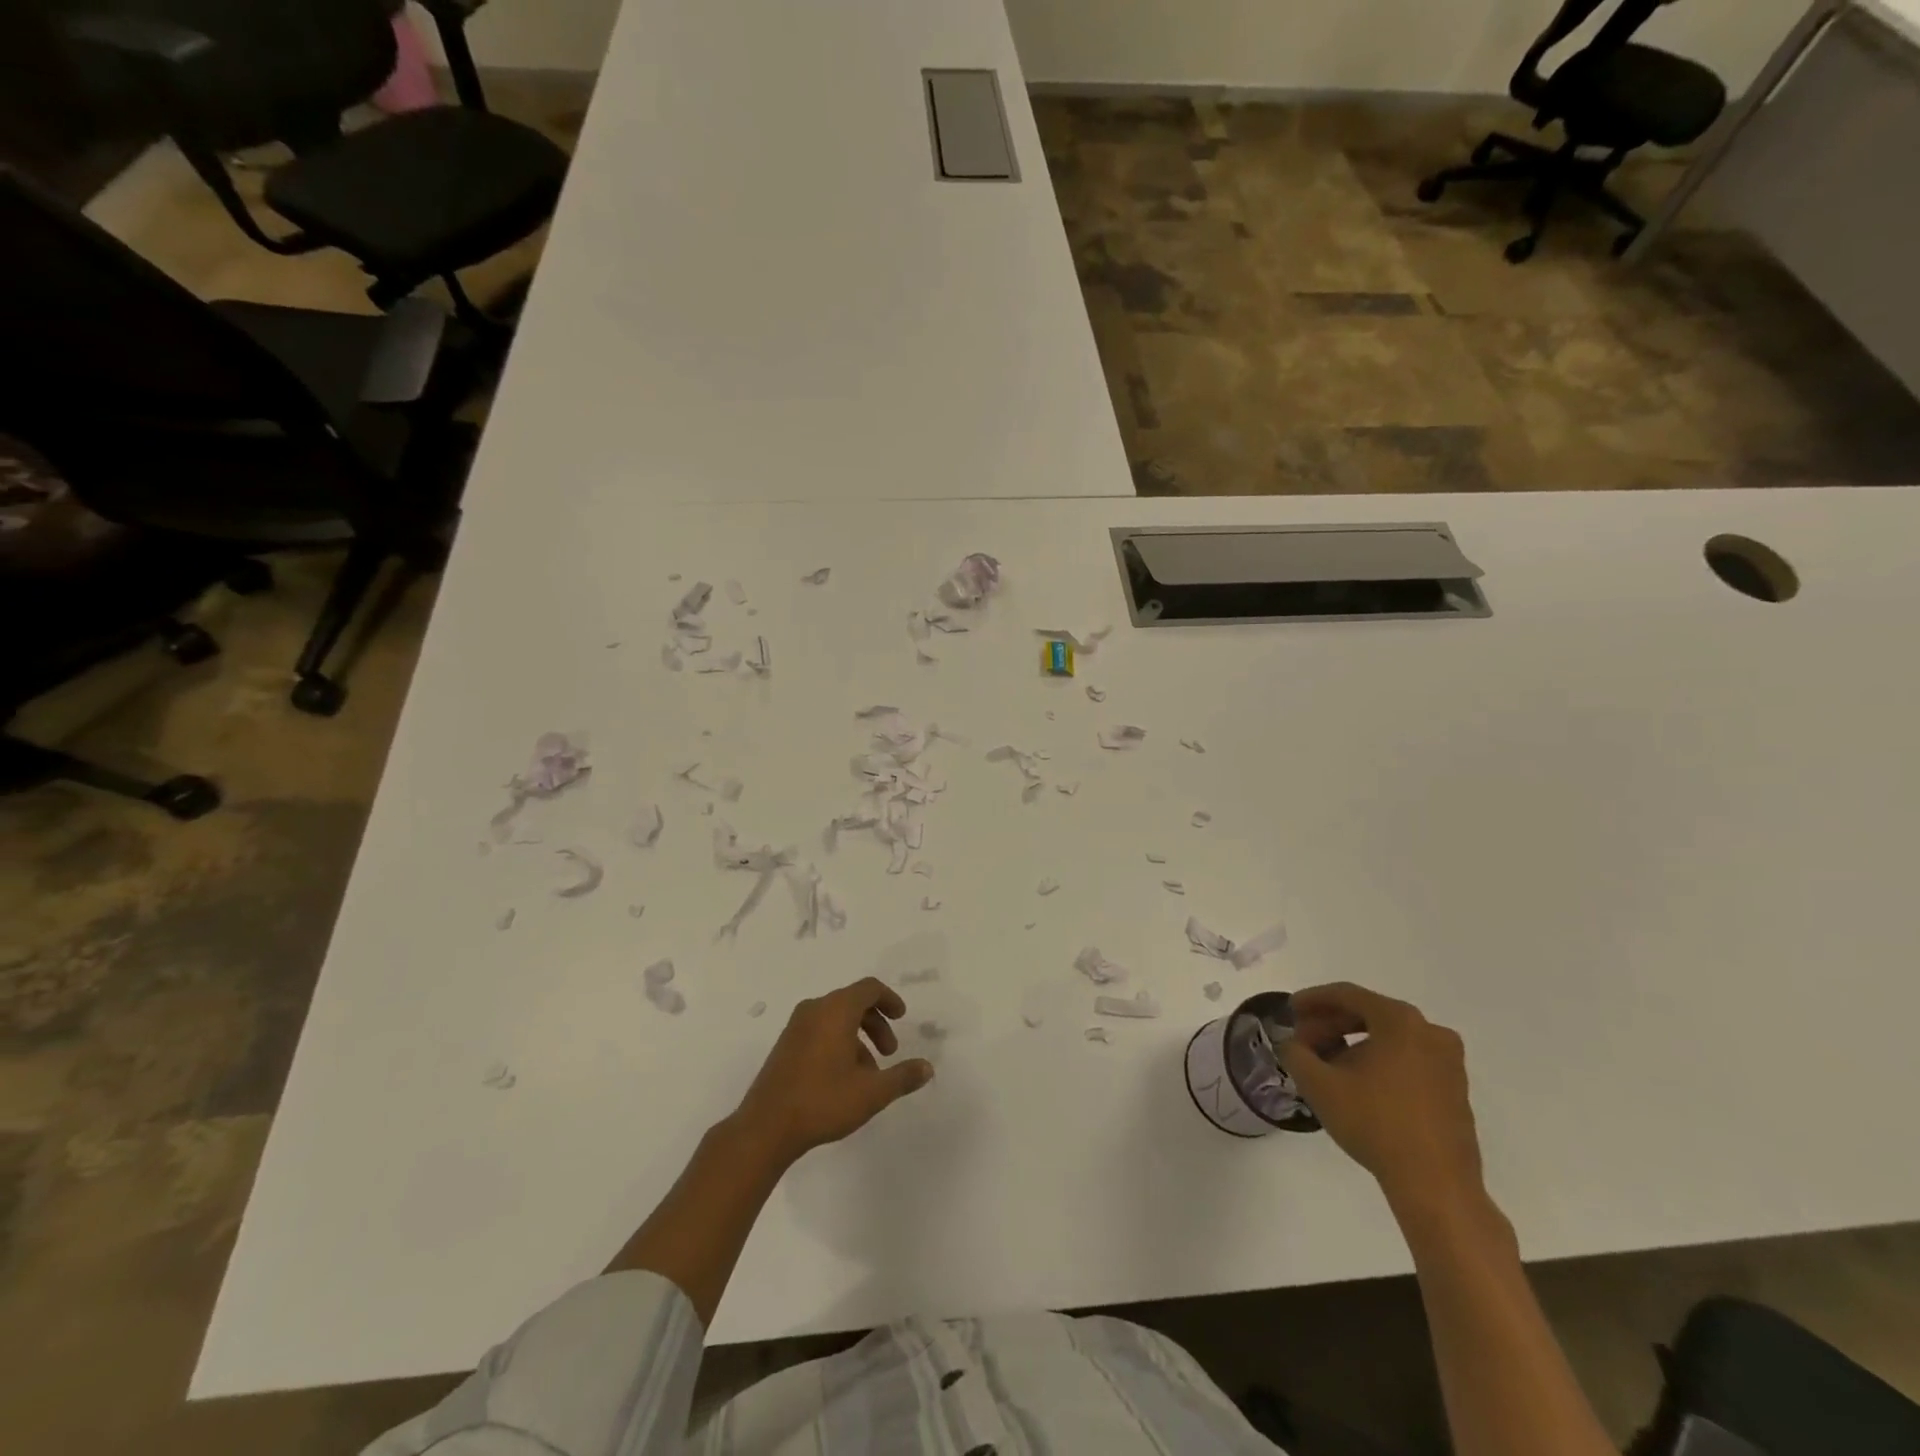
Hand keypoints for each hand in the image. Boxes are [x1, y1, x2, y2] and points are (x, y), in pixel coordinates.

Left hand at [736, 977, 933, 1165]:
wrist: (765, 1127)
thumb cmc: (822, 1102)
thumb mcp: (871, 1092)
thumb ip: (902, 1077)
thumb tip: (927, 1068)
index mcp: (836, 1010)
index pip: (869, 988)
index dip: (889, 999)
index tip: (902, 1017)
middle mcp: (814, 1010)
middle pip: (853, 1002)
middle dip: (876, 1023)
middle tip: (890, 1051)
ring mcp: (795, 1027)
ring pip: (835, 1018)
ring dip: (858, 1036)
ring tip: (868, 1072)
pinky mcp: (785, 1045)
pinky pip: (819, 1030)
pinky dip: (838, 1042)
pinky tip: (843, 1078)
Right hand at [1278, 983, 1483, 1215]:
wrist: (1436, 1185)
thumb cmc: (1375, 1123)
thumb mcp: (1318, 1084)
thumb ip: (1295, 1053)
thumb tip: (1292, 1044)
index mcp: (1400, 1021)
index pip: (1348, 995)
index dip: (1313, 999)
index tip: (1290, 1010)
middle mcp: (1430, 1032)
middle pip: (1370, 1014)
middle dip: (1331, 1024)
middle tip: (1304, 1041)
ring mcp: (1448, 1062)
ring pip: (1389, 1038)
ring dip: (1354, 1044)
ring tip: (1326, 1065)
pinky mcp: (1455, 1090)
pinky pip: (1408, 1059)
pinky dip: (1379, 1061)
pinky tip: (1357, 1084)